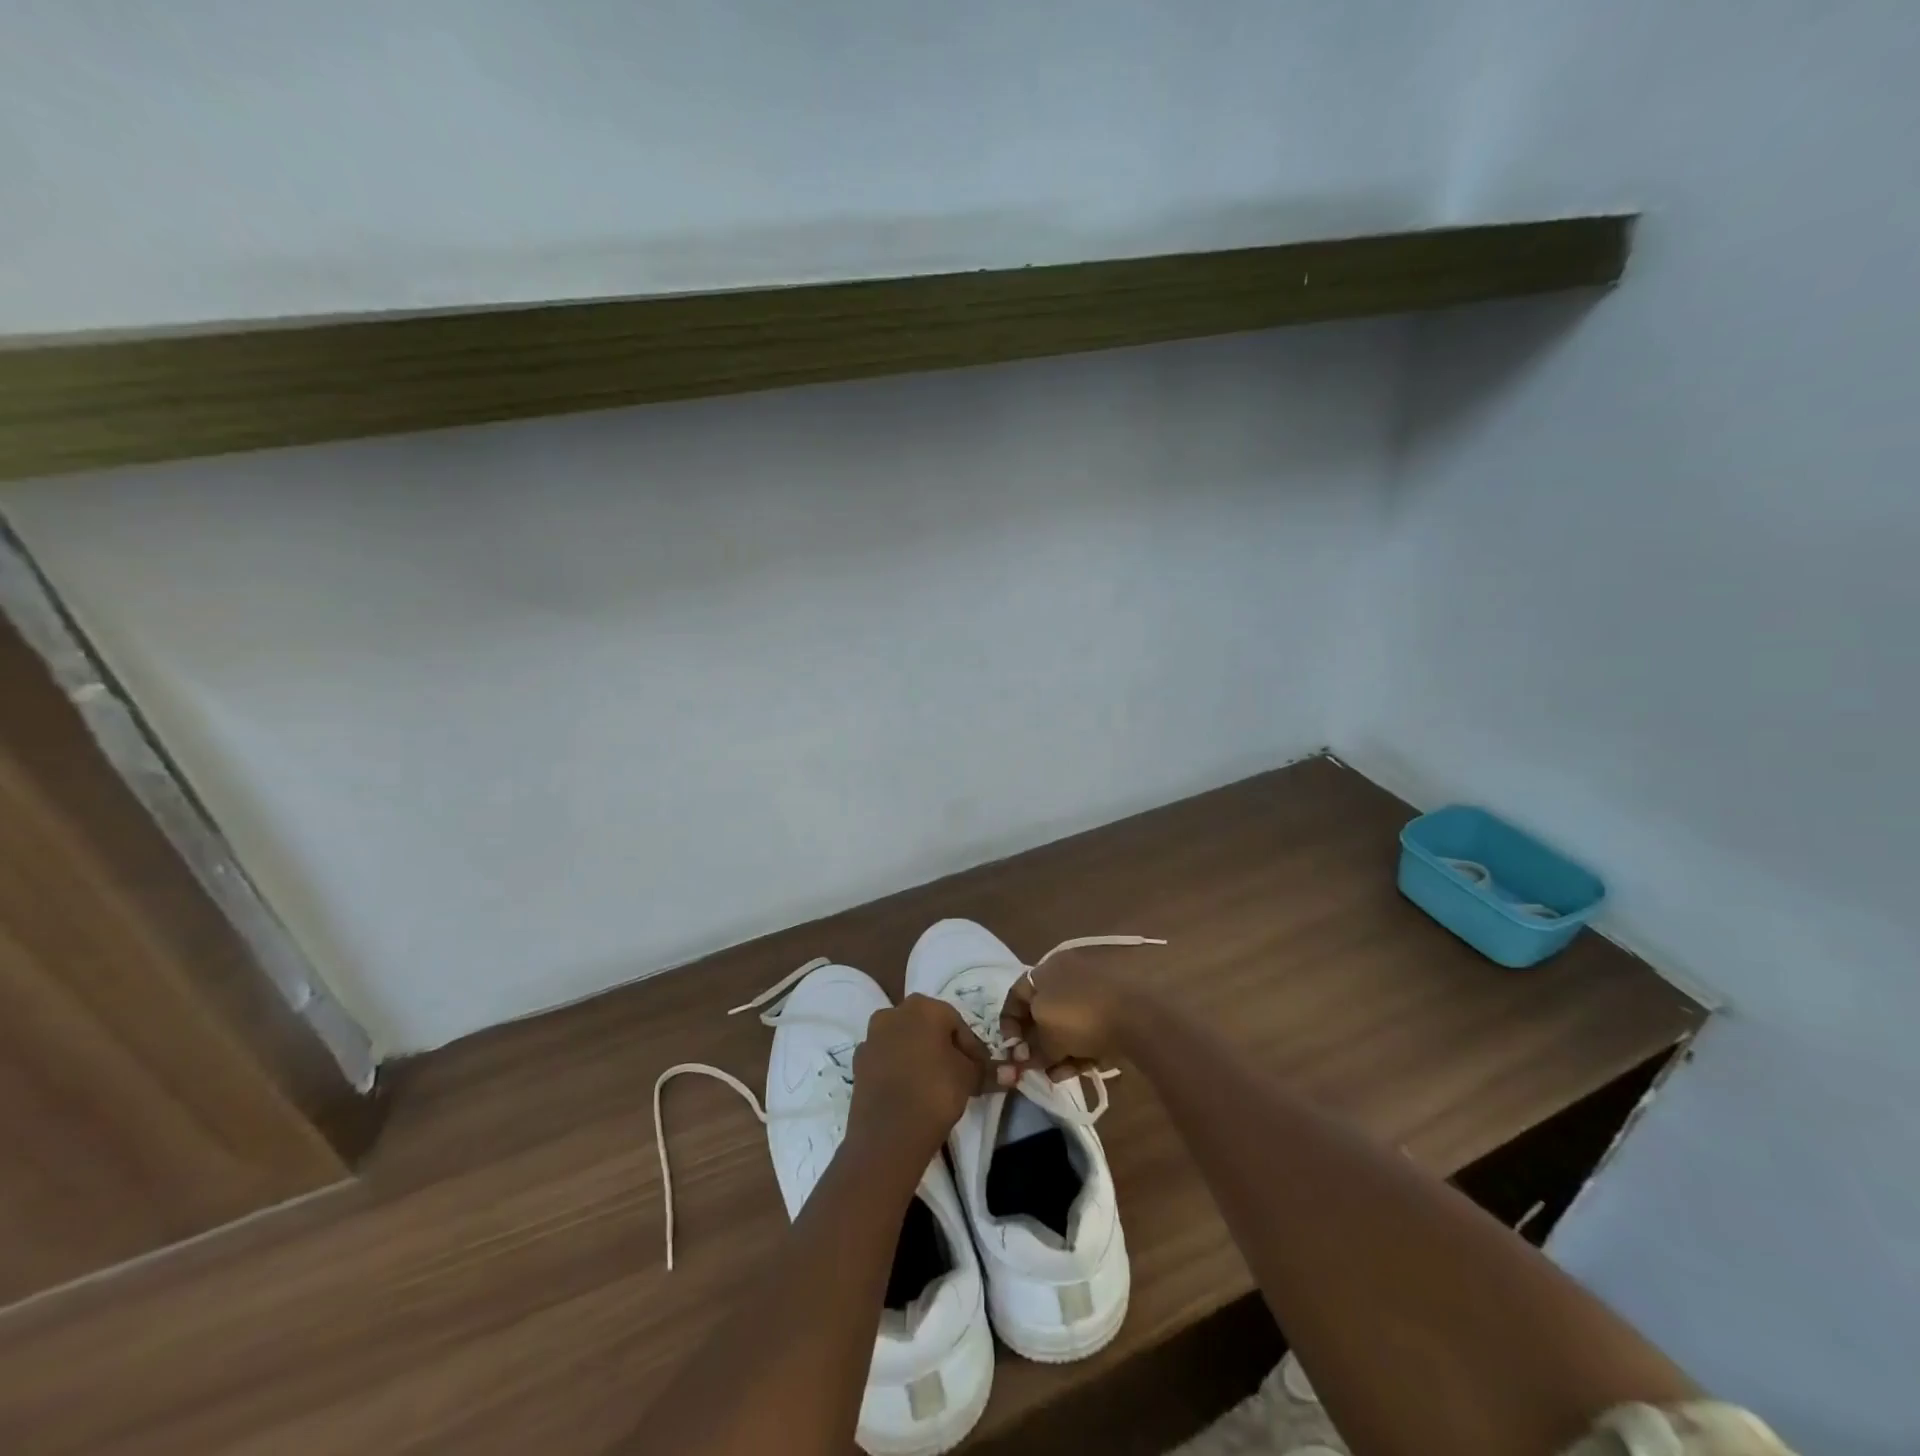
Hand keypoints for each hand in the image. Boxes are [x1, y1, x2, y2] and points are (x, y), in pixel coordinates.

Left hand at [846, 995, 993, 1164]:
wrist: (887, 1134)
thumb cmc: (936, 1092)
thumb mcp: (970, 1078)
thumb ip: (987, 1069)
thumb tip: (1012, 1071)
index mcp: (924, 1006)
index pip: (957, 1023)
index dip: (971, 1048)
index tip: (980, 1070)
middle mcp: (894, 1012)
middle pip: (927, 1027)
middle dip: (943, 1047)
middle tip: (958, 1075)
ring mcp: (871, 1036)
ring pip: (904, 1041)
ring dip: (918, 1056)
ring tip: (933, 1085)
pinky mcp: (858, 1062)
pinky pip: (886, 1060)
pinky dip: (898, 1069)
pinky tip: (909, 1092)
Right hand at [998, 946, 1158, 1080]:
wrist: (1136, 1019)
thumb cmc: (1080, 1017)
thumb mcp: (1047, 1037)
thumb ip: (1031, 1050)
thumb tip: (1022, 1060)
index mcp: (1046, 969)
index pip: (1016, 994)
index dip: (1009, 1023)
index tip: (1011, 1049)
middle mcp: (1067, 974)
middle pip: (1041, 1012)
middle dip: (1035, 1044)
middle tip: (1034, 1067)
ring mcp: (1092, 990)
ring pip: (1065, 1024)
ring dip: (1057, 1051)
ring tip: (1056, 1075)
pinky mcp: (1112, 1008)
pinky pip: (1087, 1028)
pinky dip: (1079, 1047)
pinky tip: (1077, 1069)